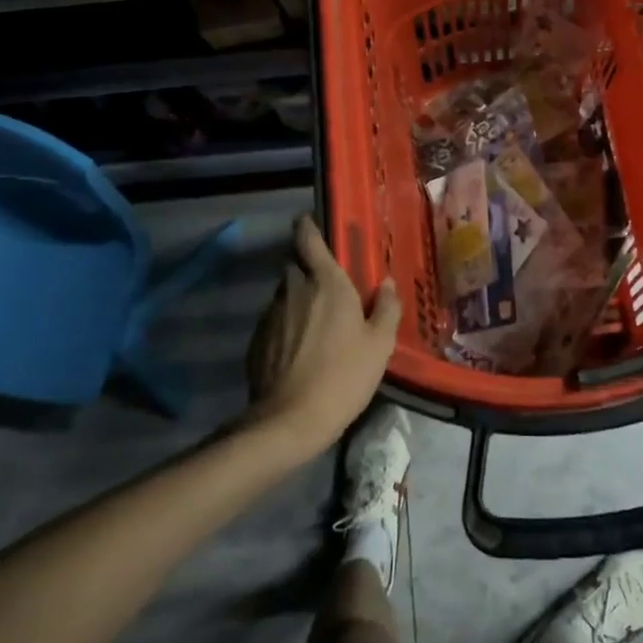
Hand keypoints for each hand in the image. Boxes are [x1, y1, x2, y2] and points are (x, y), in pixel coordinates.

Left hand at [244, 215, 400, 459]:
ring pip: (283, 294)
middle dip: (306, 268)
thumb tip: (387, 283)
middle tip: (326, 287)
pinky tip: (298, 350)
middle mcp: (293, 289)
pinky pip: (273, 320)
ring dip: (296, 299)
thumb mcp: (380, 345)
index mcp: (326, 282)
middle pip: (294, 265)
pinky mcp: (256, 340)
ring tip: (314, 324)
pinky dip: (285, 325)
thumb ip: (386, 308)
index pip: (308, 238)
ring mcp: (270, 314)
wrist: (291, 420)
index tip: (310, 222)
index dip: (307, 226)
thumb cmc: (344, 375)